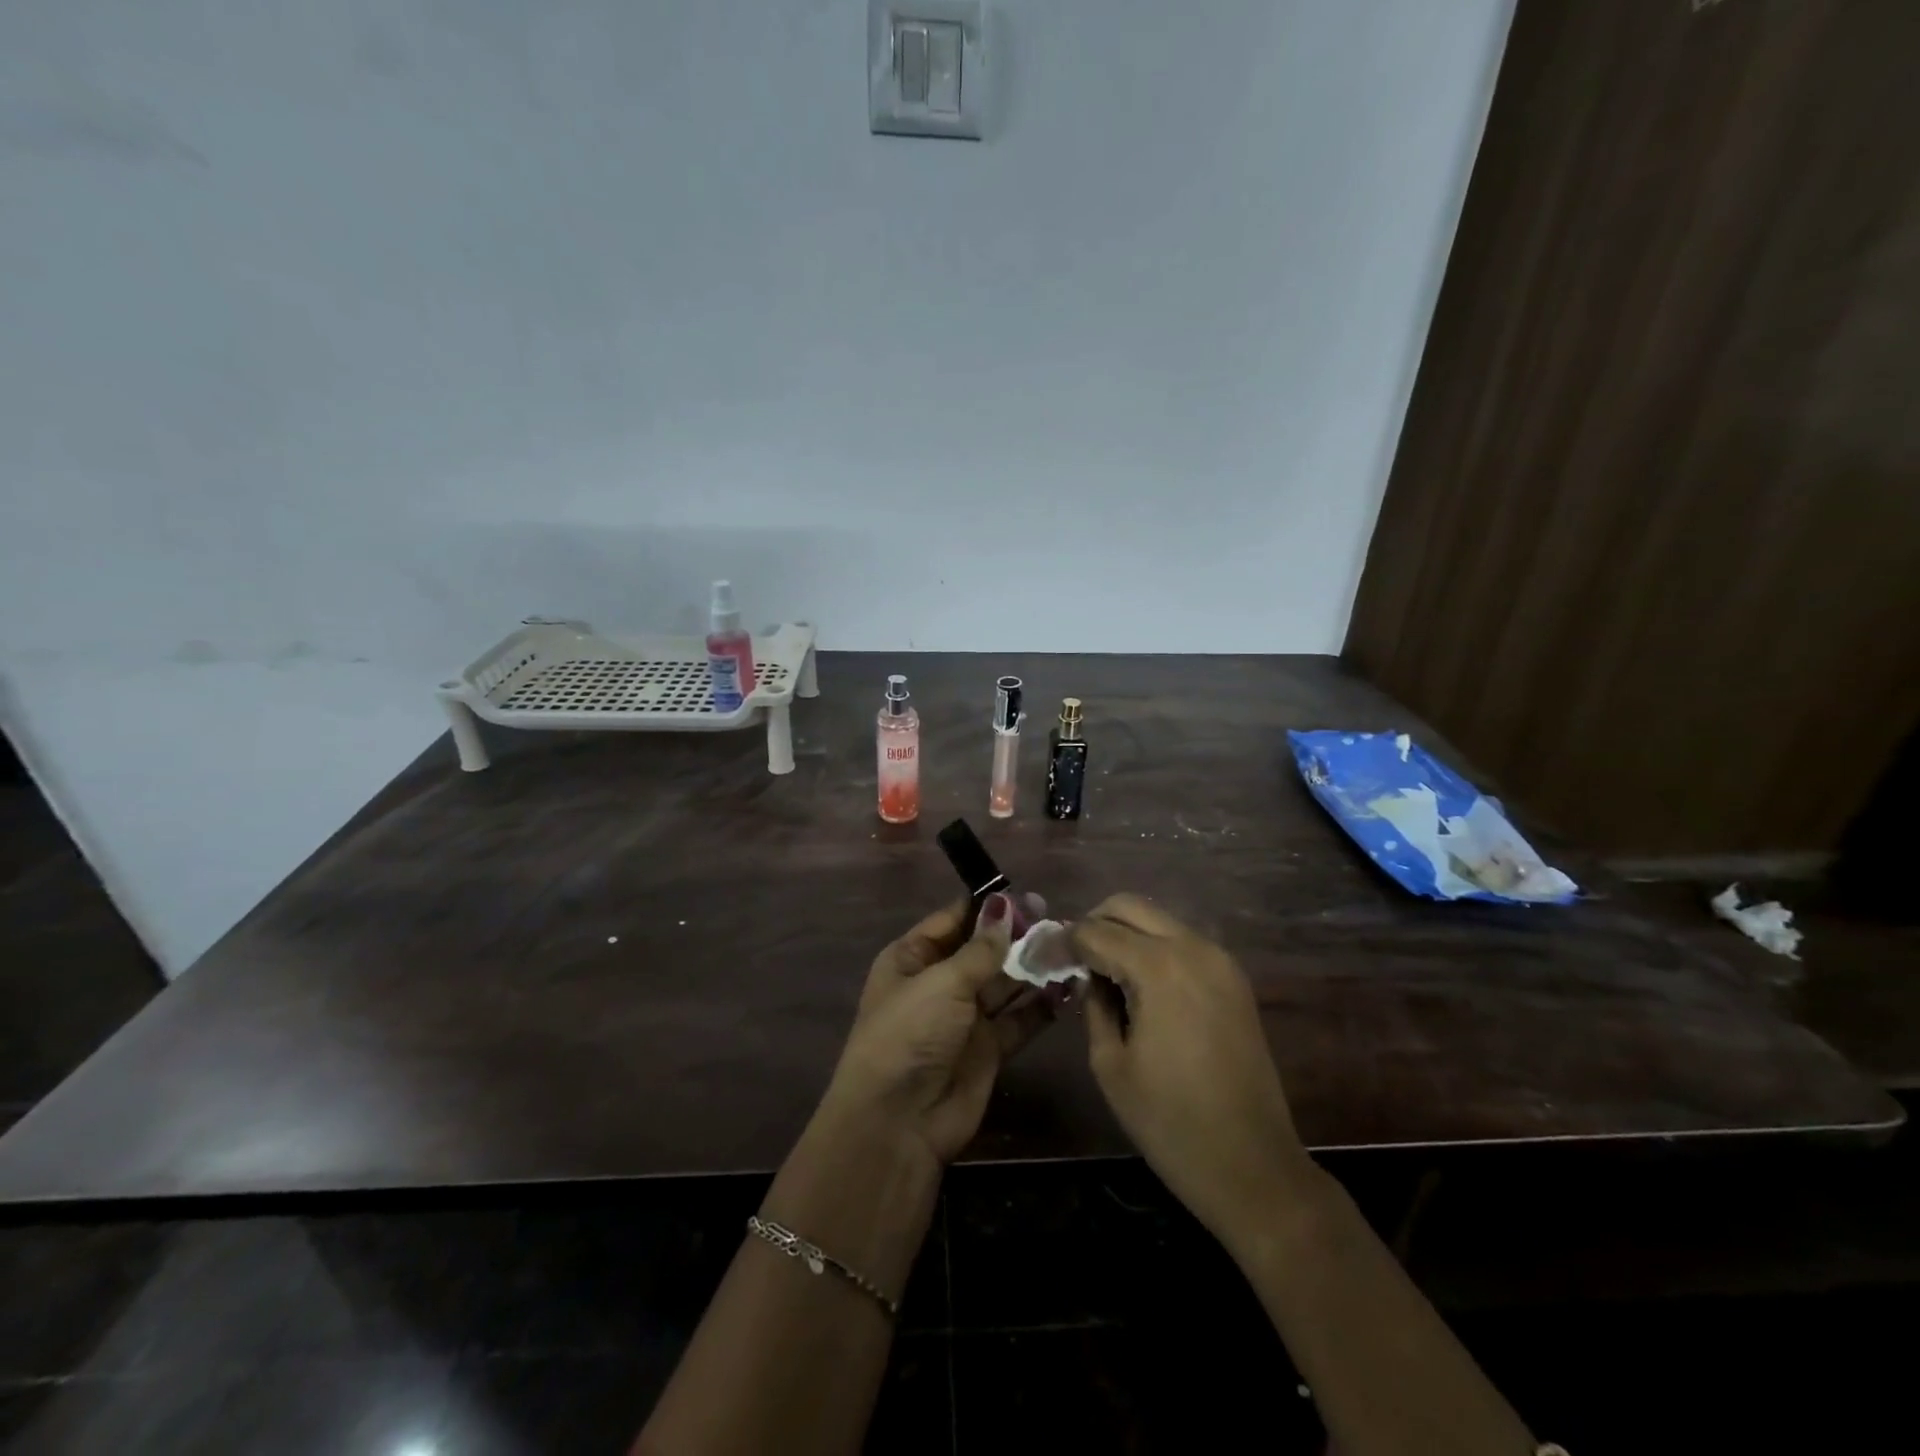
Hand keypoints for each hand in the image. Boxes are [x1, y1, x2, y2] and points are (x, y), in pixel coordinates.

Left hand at [819, 894, 1054, 1167]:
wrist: (898, 1123)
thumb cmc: (909, 1034)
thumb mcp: (942, 982)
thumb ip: (981, 948)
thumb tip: (1005, 905)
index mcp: (913, 958)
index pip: (954, 920)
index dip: (988, 908)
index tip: (1026, 895)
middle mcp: (939, 983)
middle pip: (983, 950)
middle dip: (1017, 936)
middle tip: (1057, 919)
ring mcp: (965, 1017)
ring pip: (1005, 983)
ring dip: (1033, 967)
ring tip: (1070, 947)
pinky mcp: (989, 1049)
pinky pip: (1020, 1019)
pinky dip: (1042, 1005)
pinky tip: (1068, 986)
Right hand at [1070, 894, 1312, 1245]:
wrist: (1255, 1168)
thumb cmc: (1171, 1123)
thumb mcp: (1110, 1064)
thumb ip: (1093, 1005)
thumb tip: (1088, 976)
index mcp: (1159, 967)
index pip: (1095, 932)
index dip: (1062, 943)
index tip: (1041, 959)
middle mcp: (1193, 947)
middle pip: (1129, 906)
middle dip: (1093, 923)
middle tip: (1072, 959)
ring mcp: (1220, 959)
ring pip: (1158, 919)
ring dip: (1124, 933)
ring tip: (1101, 972)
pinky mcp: (1233, 978)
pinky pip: (1182, 941)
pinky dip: (1153, 948)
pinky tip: (1138, 985)